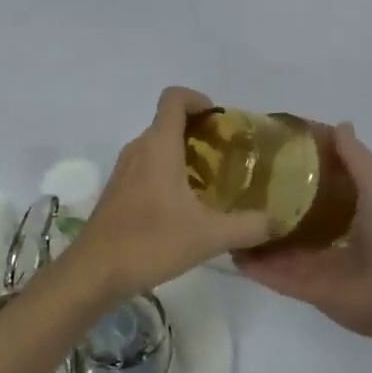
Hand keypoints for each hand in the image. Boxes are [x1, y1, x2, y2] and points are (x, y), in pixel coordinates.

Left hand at [63, 87, 272, 300]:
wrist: (94, 273)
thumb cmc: (151, 242)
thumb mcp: (210, 236)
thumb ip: (248, 226)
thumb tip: (277, 222)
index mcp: (159, 146)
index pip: (174, 98)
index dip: (198, 99)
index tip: (220, 121)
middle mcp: (138, 149)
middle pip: (168, 122)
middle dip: (198, 131)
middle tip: (226, 156)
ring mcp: (123, 171)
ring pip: (156, 146)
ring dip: (182, 153)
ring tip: (210, 181)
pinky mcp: (116, 192)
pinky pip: (146, 167)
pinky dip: (167, 173)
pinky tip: (184, 207)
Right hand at [235, 123, 371, 339]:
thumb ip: (355, 157)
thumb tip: (339, 125)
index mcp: (350, 209)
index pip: (316, 185)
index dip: (295, 168)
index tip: (267, 149)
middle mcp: (330, 235)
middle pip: (292, 215)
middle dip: (267, 202)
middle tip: (235, 182)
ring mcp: (314, 263)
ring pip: (276, 245)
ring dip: (254, 232)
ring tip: (223, 212)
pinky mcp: (303, 288)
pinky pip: (272, 274)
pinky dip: (252, 265)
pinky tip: (228, 248)